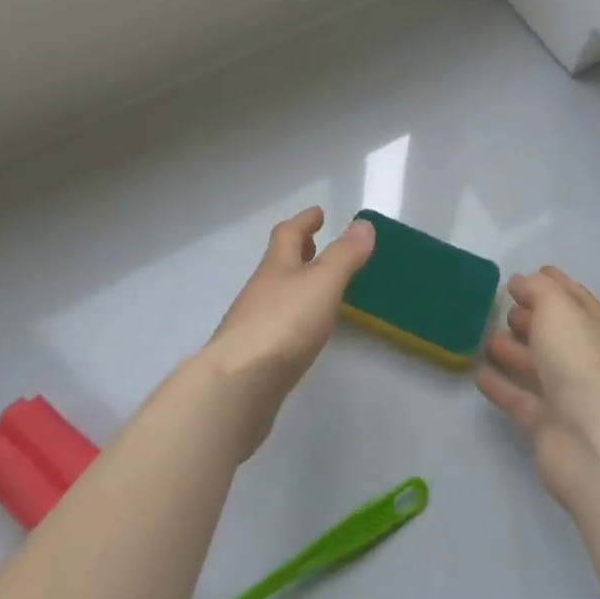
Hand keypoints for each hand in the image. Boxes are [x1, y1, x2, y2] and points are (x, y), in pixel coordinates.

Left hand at [203, 206, 374, 456]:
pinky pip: (274, 326)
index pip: (288, 234)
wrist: (237, 385)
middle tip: (313, 244)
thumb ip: (344, 255)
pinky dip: (289, 318)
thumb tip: (362, 224)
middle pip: (277, 263)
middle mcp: (260, 290)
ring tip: (314, 289)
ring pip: (275, 294)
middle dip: (297, 251)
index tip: (318, 212)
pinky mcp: (251, 357)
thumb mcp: (322, 283)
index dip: (303, 221)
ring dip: (293, 285)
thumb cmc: (283, 324)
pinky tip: (300, 333)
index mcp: (276, 267)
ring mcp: (251, 324)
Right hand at [476, 266, 599, 510]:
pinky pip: (518, 398)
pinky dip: (501, 385)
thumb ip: (536, 289)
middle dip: (529, 318)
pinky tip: (478, 375)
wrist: (594, 441)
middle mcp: (584, 357)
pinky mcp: (546, 424)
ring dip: (512, 351)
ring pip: (535, 364)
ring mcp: (566, 393)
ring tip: (484, 338)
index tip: (519, 276)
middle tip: (501, 308)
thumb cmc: (579, 361)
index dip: (548, 283)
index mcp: (595, 325)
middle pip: (553, 331)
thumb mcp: (557, 307)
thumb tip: (520, 282)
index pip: (571, 296)